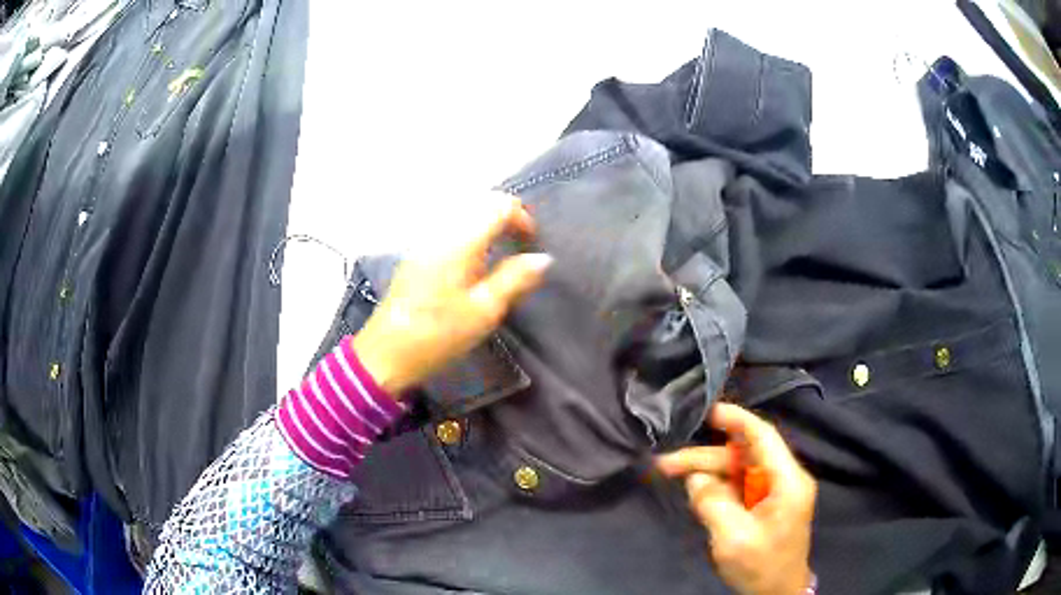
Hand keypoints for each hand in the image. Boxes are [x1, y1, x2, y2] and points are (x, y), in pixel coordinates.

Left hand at [352, 192, 551, 396]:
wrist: (385, 354)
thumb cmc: (438, 335)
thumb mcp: (483, 311)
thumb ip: (515, 279)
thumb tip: (543, 257)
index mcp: (460, 242)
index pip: (497, 205)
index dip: (522, 217)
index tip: (532, 242)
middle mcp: (440, 233)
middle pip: (479, 204)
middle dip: (504, 216)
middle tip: (520, 243)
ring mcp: (424, 244)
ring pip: (463, 216)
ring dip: (486, 224)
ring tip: (500, 254)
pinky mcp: (416, 257)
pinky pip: (449, 231)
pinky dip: (469, 236)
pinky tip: (472, 265)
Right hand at [656, 403, 815, 594]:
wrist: (776, 594)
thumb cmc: (761, 566)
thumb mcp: (733, 537)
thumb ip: (713, 502)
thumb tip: (696, 477)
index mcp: (787, 480)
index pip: (763, 437)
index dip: (736, 419)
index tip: (707, 409)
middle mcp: (783, 480)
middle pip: (742, 456)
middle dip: (705, 457)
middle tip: (666, 462)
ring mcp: (773, 493)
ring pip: (737, 471)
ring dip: (706, 472)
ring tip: (670, 474)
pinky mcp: (763, 507)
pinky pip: (736, 488)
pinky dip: (714, 487)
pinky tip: (693, 490)